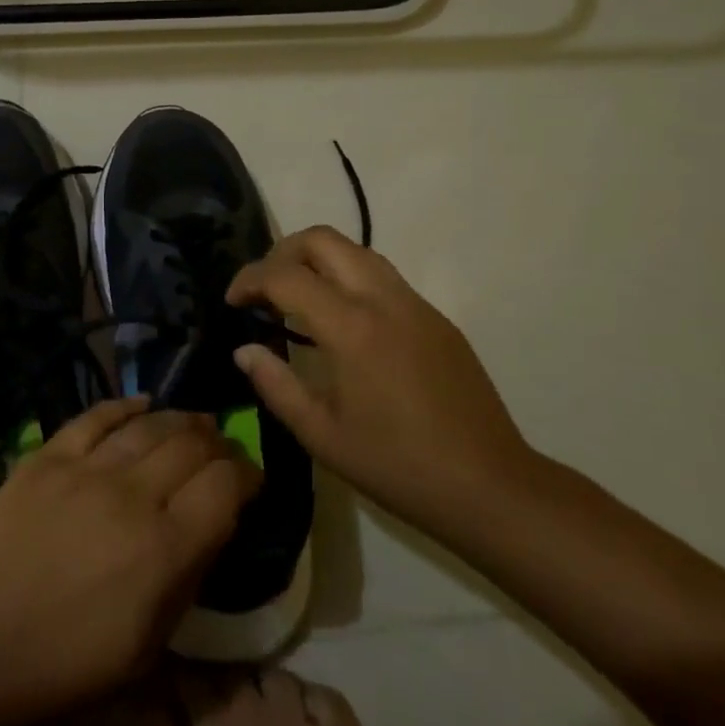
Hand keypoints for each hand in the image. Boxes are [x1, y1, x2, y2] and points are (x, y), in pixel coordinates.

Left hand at [0, 397, 259, 725]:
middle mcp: (131, 496)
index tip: (251, 479)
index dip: (247, 474)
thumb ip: (185, 580)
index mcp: (163, 551)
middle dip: (218, 443)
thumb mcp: (144, 648)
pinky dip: (124, 405)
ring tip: (194, 423)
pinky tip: (142, 404)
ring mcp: (85, 469)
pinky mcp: (47, 456)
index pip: (225, 487)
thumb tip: (211, 529)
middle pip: (191, 446)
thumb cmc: (62, 664)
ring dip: (180, 420)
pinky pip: (95, 417)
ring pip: (148, 425)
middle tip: (223, 451)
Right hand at [226, 226, 535, 543]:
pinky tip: (343, 322)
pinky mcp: (437, 318)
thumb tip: (245, 350)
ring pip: (357, 250)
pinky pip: (383, 276)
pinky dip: (349, 279)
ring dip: (319, 260)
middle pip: (324, 239)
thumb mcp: (322, 435)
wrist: (491, 486)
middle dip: (283, 252)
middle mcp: (384, 300)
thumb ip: (276, 385)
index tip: (233, 300)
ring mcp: (416, 304)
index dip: (250, 279)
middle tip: (264, 288)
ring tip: (298, 298)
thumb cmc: (398, 466)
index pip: (286, 276)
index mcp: (352, 328)